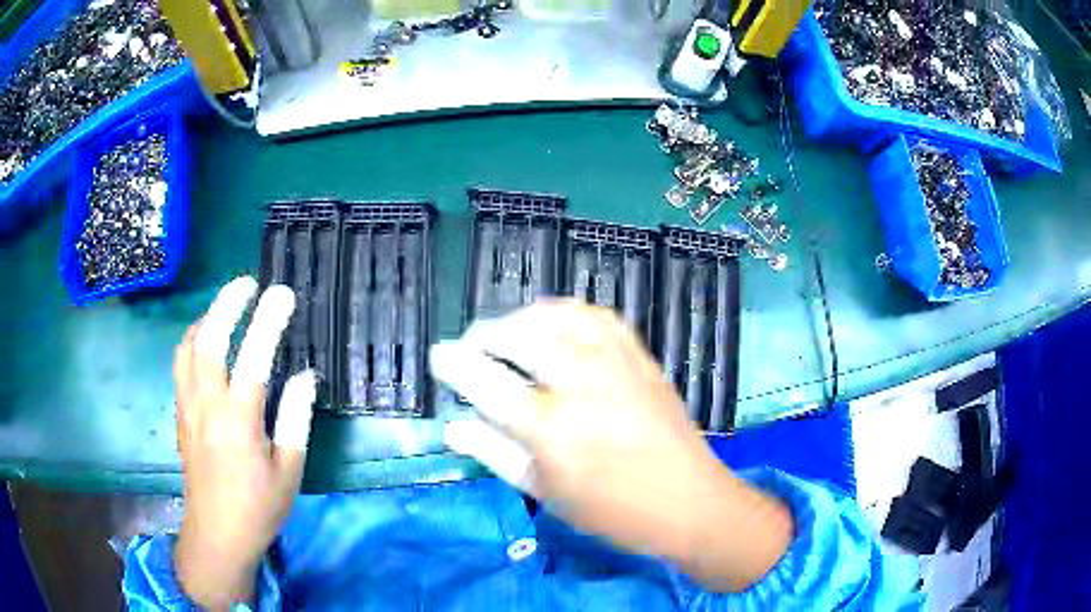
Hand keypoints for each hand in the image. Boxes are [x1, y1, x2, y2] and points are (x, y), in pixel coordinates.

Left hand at [173, 277, 315, 609]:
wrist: (216, 534)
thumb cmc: (258, 508)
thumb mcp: (288, 472)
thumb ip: (295, 419)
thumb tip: (304, 376)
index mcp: (238, 424)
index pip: (252, 359)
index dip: (267, 321)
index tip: (282, 293)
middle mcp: (207, 407)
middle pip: (208, 340)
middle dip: (227, 304)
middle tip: (247, 283)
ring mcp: (187, 408)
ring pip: (187, 348)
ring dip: (206, 318)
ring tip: (226, 306)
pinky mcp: (179, 414)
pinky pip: (181, 364)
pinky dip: (193, 340)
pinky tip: (205, 341)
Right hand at [430, 301, 791, 591]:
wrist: (688, 501)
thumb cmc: (612, 511)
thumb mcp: (545, 493)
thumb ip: (494, 454)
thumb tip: (453, 428)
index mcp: (551, 428)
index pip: (486, 382)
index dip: (454, 364)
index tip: (438, 356)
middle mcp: (580, 383)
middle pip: (519, 336)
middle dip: (484, 335)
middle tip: (471, 348)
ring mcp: (615, 363)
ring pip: (557, 316)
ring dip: (522, 317)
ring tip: (507, 334)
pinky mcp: (639, 357)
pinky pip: (596, 315)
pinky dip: (565, 312)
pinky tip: (554, 325)